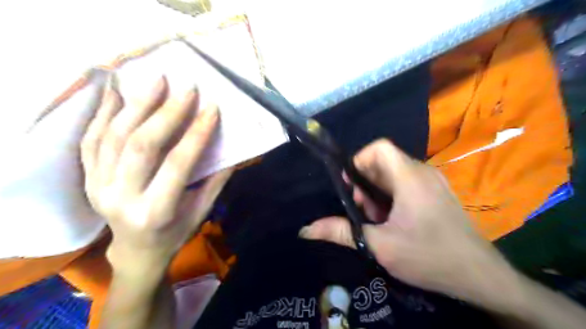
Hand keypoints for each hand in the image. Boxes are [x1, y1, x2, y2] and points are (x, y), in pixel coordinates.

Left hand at [80, 76, 231, 273]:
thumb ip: (216, 180)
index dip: (196, 134)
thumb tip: (232, 150)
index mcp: (156, 211)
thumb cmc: (175, 233)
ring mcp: (98, 187)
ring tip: (155, 81)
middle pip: (141, 145)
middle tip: (185, 88)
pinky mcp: (88, 179)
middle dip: (166, 113)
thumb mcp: (202, 212)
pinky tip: (117, 92)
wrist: (135, 252)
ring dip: (136, 105)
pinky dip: (103, 113)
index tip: (211, 108)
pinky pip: (91, 140)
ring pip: (113, 137)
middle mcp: (121, 198)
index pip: (177, 164)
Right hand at [299, 139, 513, 302]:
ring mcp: (433, 182)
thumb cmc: (428, 257)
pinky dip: (392, 194)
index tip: (350, 185)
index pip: (380, 148)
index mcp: (410, 178)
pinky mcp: (438, 192)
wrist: (480, 276)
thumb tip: (306, 229)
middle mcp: (423, 172)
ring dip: (378, 191)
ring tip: (377, 218)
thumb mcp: (379, 246)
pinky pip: (407, 182)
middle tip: (362, 209)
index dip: (360, 159)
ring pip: (395, 173)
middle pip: (384, 162)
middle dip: (366, 182)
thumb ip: (341, 232)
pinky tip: (393, 219)